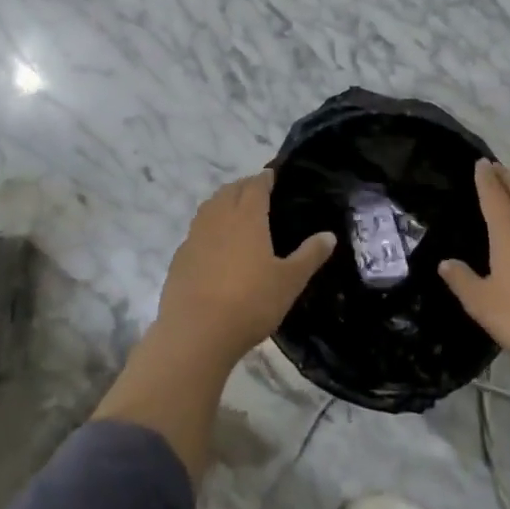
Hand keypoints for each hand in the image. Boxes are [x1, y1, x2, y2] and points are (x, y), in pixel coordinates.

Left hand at [157, 171, 335, 362]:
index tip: (273, 176)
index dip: (265, 178)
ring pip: (209, 207)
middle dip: (244, 186)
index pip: (255, 185)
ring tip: (236, 213)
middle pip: (229, 191)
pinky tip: (215, 245)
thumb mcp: (289, 281)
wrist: (196, 333)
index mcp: (247, 217)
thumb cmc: (250, 302)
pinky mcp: (180, 258)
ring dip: (223, 202)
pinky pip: (196, 231)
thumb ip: (310, 255)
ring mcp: (195, 237)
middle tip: (258, 193)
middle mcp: (218, 218)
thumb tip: (329, 235)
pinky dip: (208, 228)